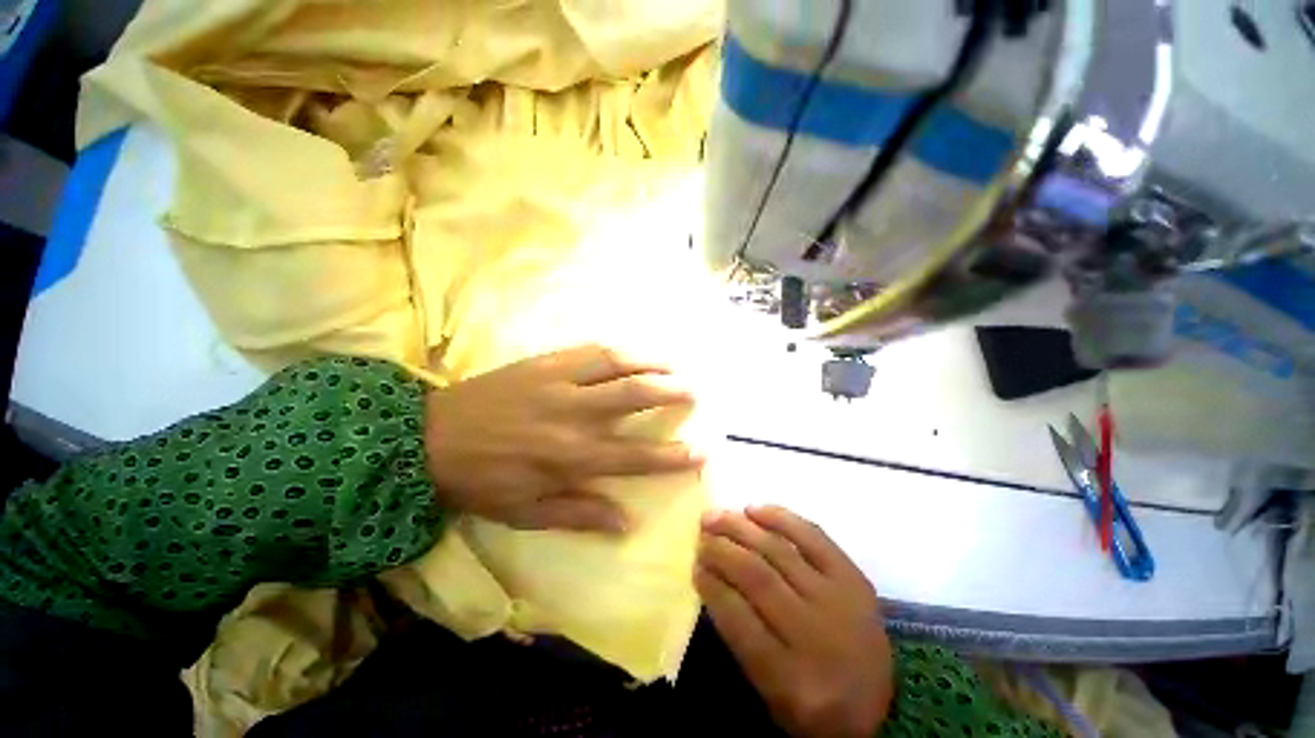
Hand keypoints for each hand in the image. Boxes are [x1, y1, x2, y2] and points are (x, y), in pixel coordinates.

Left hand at [424, 345, 702, 532]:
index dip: (673, 456)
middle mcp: (575, 416)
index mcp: (572, 457)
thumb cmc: (483, 482)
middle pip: (635, 398)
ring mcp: (560, 383)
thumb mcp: (528, 512)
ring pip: (617, 366)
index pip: (637, 456)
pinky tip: (630, 353)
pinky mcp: (544, 363)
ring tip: (671, 367)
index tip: (701, 452)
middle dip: (671, 393)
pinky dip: (616, 351)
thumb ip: (581, 514)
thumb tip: (626, 523)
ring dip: (649, 365)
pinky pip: (589, 351)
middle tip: (692, 392)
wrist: (429, 439)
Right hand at [696, 507, 892, 737]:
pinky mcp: (854, 578)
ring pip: (779, 552)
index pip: (739, 620)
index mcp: (792, 680)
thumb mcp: (767, 692)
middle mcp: (817, 636)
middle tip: (700, 534)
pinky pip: (813, 537)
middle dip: (721, 550)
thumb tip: (710, 576)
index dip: (712, 587)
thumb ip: (739, 638)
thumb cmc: (810, 703)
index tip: (694, 565)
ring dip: (740, 528)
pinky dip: (780, 518)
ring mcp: (839, 602)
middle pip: (758, 578)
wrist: (876, 705)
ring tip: (715, 516)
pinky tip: (753, 509)